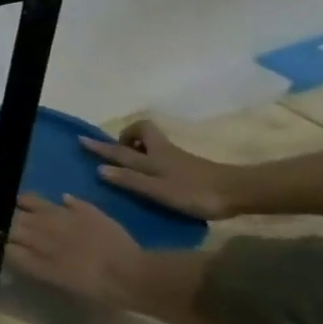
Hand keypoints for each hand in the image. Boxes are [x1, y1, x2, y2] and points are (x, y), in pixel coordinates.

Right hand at [80, 121, 241, 219]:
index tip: (82, 139)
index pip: (120, 148)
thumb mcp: (158, 190)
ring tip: (135, 162)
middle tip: (121, 148)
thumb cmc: (195, 192)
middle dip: (129, 136)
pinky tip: (157, 174)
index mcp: (151, 156)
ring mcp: (178, 158)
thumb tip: (99, 168)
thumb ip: (129, 180)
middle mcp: (162, 151)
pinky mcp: (191, 166)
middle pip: (143, 131)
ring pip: (154, 143)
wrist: (240, 193)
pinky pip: (164, 154)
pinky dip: (155, 158)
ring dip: (141, 147)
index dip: (101, 145)